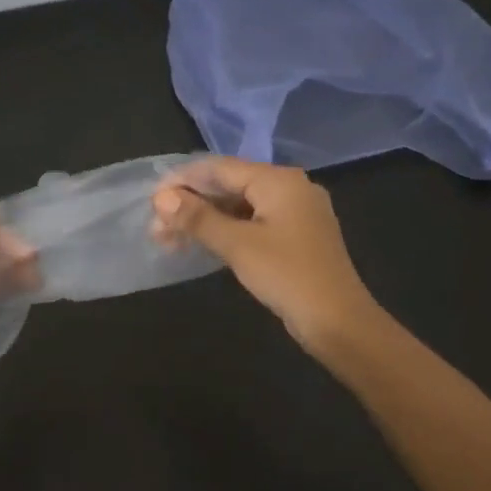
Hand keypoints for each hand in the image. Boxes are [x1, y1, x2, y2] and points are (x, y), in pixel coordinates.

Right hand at [152, 158, 383, 357]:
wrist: (339, 323)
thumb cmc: (288, 276)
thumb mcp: (238, 245)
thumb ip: (198, 218)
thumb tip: (161, 198)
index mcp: (278, 180)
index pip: (219, 168)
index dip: (182, 180)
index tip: (150, 199)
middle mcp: (290, 187)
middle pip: (229, 184)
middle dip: (191, 203)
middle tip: (157, 227)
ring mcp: (296, 212)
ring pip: (240, 205)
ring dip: (205, 219)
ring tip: (171, 239)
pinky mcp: (296, 236)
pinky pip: (253, 222)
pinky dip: (226, 230)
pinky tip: (203, 244)